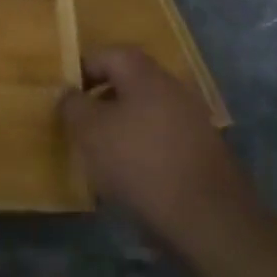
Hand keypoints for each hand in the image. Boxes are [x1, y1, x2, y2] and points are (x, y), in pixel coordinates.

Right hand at [60, 47, 253, 249]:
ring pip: (147, 113)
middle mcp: (172, 87)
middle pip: (128, 83)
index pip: (106, 55)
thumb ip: (72, 105)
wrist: (210, 221)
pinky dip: (146, 151)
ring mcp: (194, 119)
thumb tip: (68, 92)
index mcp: (144, 73)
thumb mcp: (90, 132)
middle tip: (82, 128)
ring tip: (104, 158)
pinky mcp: (205, 152)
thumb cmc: (141, 164)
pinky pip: (165, 139)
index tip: (66, 100)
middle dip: (102, 103)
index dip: (81, 72)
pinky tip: (135, 178)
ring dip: (124, 129)